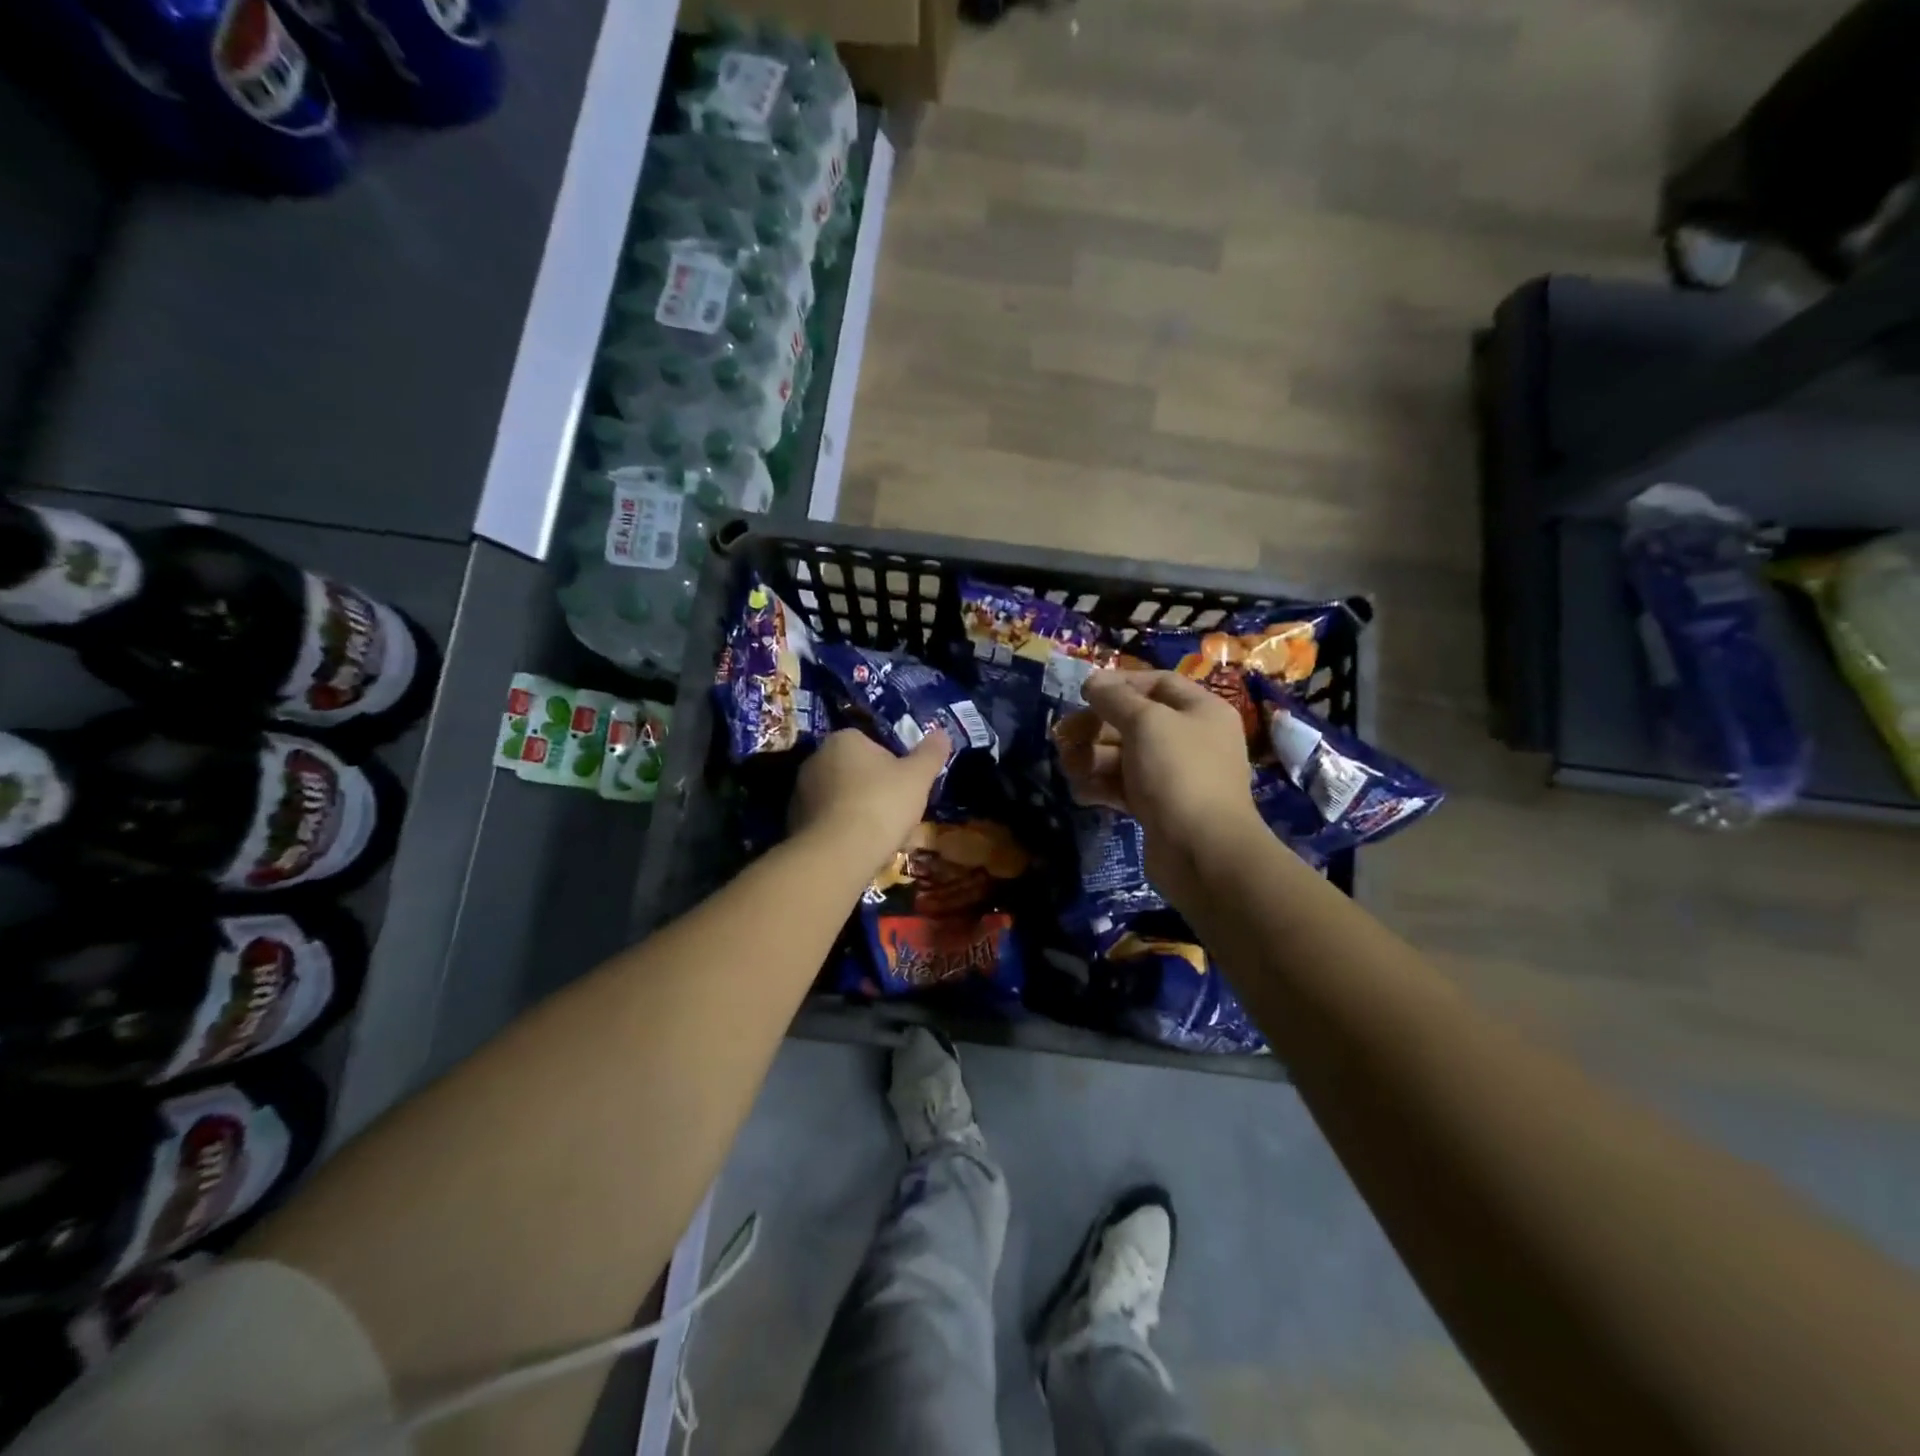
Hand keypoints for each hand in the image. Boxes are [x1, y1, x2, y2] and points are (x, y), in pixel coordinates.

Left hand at [791, 728, 947, 873]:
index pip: (872, 744)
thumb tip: (942, 732)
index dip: (893, 765)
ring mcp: (801, 792)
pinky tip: (862, 851)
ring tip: (884, 839)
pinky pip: (828, 823)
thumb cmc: (881, 804)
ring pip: (842, 799)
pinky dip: (844, 833)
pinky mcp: (794, 823)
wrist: (837, 853)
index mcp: (843, 740)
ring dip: (861, 813)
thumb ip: (931, 753)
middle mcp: (816, 759)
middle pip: (856, 772)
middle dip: (877, 791)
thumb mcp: (918, 777)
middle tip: (899, 815)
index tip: (907, 787)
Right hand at [1055, 671, 1260, 905]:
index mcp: (1201, 711)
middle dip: (1096, 728)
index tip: (1084, 693)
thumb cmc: (1178, 773)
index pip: (1157, 683)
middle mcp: (1191, 739)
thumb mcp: (1146, 723)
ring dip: (1092, 758)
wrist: (1203, 851)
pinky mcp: (1158, 808)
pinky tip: (1081, 792)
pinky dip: (1101, 787)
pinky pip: (1124, 787)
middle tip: (1062, 736)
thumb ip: (1115, 699)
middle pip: (1135, 721)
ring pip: (1124, 757)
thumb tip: (1093, 681)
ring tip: (1068, 767)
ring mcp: (1174, 776)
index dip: (1120, 684)